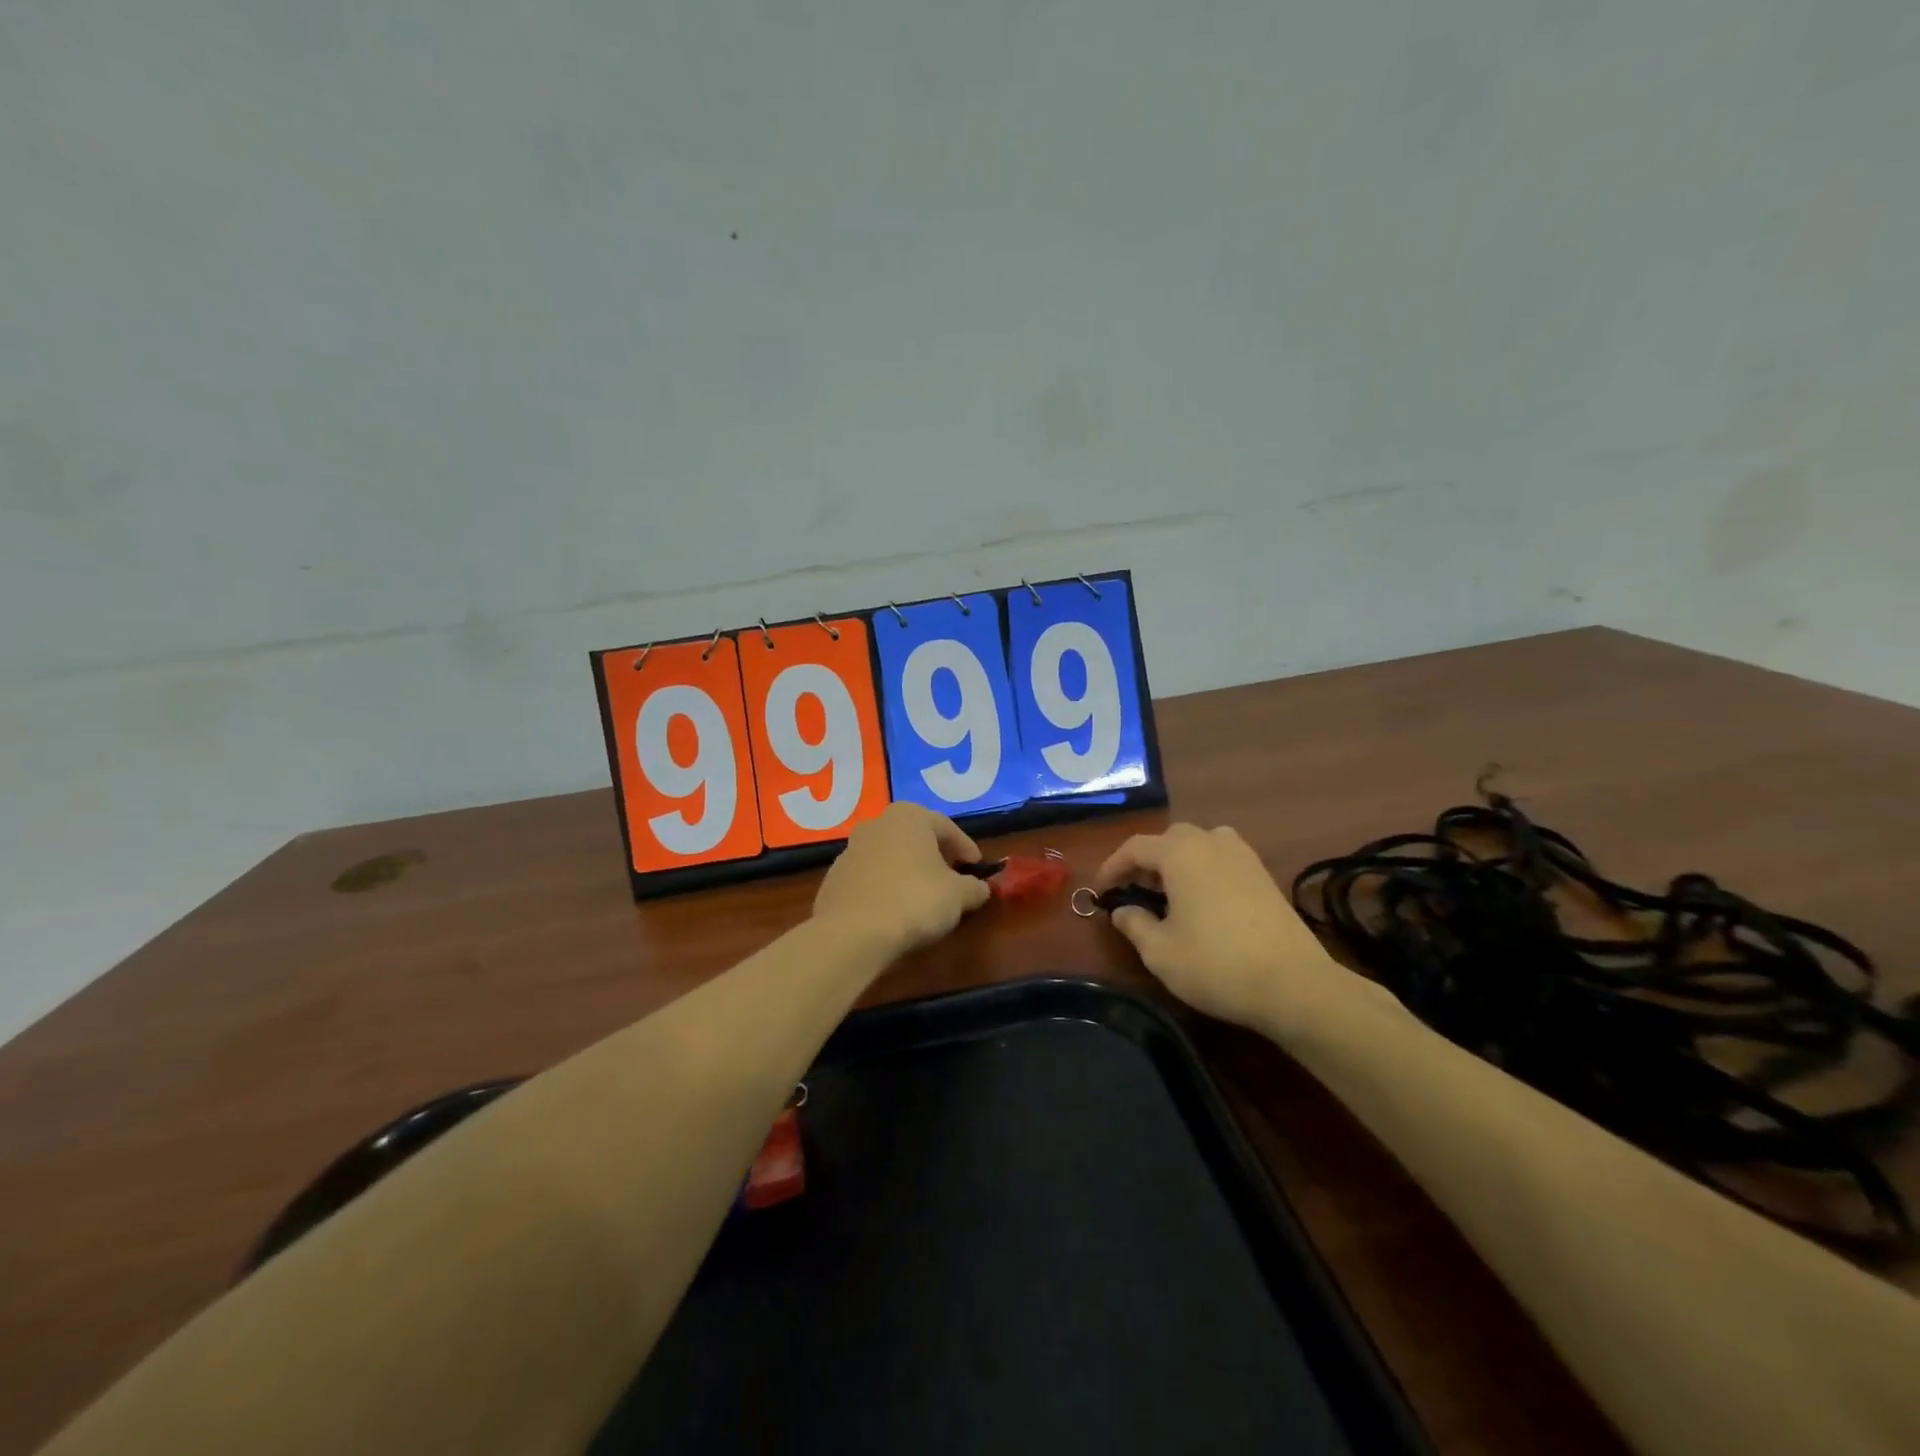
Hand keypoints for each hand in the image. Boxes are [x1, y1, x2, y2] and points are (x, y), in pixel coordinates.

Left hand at [814, 803, 991, 957]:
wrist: (853, 933)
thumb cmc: (914, 901)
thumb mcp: (958, 896)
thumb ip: (974, 887)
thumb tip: (980, 888)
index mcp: (909, 817)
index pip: (946, 827)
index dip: (965, 848)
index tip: (977, 867)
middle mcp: (877, 824)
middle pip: (914, 837)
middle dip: (935, 856)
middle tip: (952, 877)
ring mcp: (850, 850)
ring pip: (889, 856)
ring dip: (907, 871)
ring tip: (922, 897)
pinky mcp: (833, 878)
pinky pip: (869, 878)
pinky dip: (884, 888)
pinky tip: (894, 910)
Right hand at [1095, 824, 1355, 1033]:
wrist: (1294, 985)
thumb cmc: (1216, 964)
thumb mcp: (1160, 952)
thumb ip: (1134, 924)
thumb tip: (1122, 910)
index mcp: (1180, 853)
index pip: (1134, 847)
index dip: (1112, 867)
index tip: (1101, 892)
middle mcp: (1211, 842)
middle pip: (1169, 839)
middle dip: (1146, 861)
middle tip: (1134, 891)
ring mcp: (1243, 856)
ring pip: (1199, 844)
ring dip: (1178, 862)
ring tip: (1169, 893)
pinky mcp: (1264, 875)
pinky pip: (1223, 858)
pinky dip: (1204, 870)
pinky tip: (1203, 902)